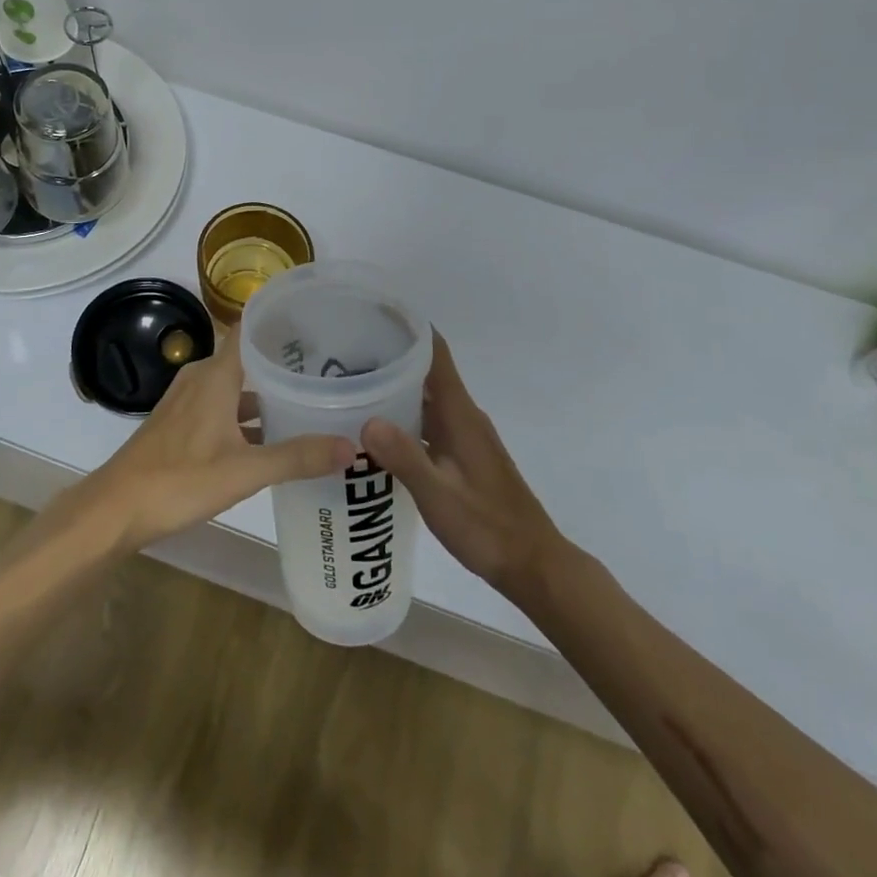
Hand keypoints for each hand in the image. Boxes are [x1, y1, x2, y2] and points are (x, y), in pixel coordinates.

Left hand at [68, 340, 354, 553]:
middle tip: (327, 367)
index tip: (316, 321)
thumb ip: (297, 457)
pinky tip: (269, 438)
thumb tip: (350, 447)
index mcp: (216, 375)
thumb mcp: (245, 470)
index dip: (279, 321)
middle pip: (246, 358)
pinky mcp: (180, 423)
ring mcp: (187, 401)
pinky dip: (245, 415)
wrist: (116, 508)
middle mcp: (201, 378)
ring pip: (234, 386)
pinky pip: (221, 406)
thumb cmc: (180, 479)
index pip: (249, 329)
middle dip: (282, 362)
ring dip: (265, 393)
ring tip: (306, 402)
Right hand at [361, 332, 562, 595]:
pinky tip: (377, 429)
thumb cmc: (487, 526)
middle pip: (426, 371)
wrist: (532, 563)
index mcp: (460, 414)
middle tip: (344, 351)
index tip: (372, 313)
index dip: (408, 327)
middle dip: (390, 356)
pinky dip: (404, 415)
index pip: (435, 352)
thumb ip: (404, 457)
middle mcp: (464, 416)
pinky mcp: (463, 455)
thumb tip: (366, 419)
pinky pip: (428, 421)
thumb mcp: (439, 495)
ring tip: (352, 383)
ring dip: (395, 387)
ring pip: (426, 398)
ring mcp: (465, 436)